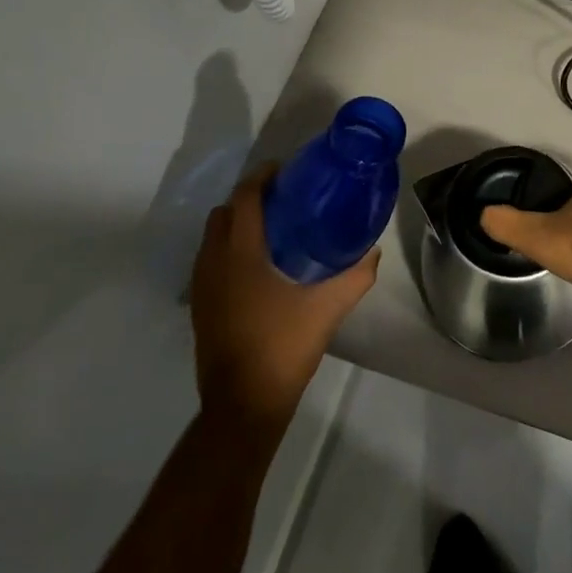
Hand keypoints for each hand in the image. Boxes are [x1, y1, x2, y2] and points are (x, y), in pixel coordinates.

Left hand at [189, 165, 378, 432]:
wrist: (243, 403)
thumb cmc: (283, 346)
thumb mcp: (328, 308)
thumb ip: (355, 276)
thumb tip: (371, 251)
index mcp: (241, 254)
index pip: (244, 198)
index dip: (262, 177)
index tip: (286, 170)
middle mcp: (214, 261)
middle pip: (224, 212)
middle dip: (249, 198)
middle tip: (284, 200)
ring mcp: (202, 285)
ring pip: (213, 236)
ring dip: (236, 223)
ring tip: (273, 229)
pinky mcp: (200, 305)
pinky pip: (210, 259)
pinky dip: (228, 248)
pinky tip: (258, 267)